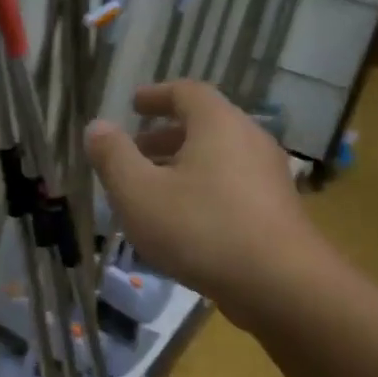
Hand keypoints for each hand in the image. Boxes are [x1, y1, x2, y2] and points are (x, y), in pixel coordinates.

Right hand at [85, 80, 327, 321]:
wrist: (280, 284)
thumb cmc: (201, 228)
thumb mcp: (139, 193)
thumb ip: (113, 157)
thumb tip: (97, 127)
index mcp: (218, 124)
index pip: (186, 92)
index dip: (156, 96)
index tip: (133, 105)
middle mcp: (249, 140)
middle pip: (204, 125)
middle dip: (164, 136)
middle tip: (135, 152)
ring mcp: (267, 175)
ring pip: (217, 158)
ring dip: (182, 166)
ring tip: (152, 191)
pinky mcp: (275, 209)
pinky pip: (231, 185)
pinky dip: (202, 188)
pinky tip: (182, 221)